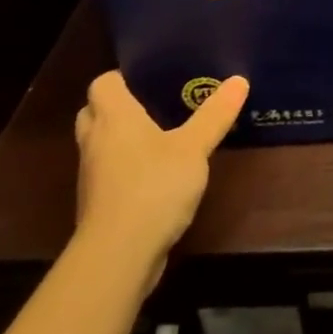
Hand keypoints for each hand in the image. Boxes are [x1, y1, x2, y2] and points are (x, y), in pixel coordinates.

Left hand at [73, 71, 247, 267]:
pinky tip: (155, 176)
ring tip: (159, 137)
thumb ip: (215, 115)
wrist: (118, 255)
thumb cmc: (153, 186)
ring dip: (120, 141)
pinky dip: (125, 170)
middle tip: (154, 104)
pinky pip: (108, 174)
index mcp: (114, 117)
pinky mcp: (98, 205)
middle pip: (94, 112)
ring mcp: (92, 176)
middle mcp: (95, 141)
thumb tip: (240, 79)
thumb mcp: (194, 147)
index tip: (150, 79)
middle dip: (118, 107)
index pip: (102, 83)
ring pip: (100, 145)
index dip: (122, 77)